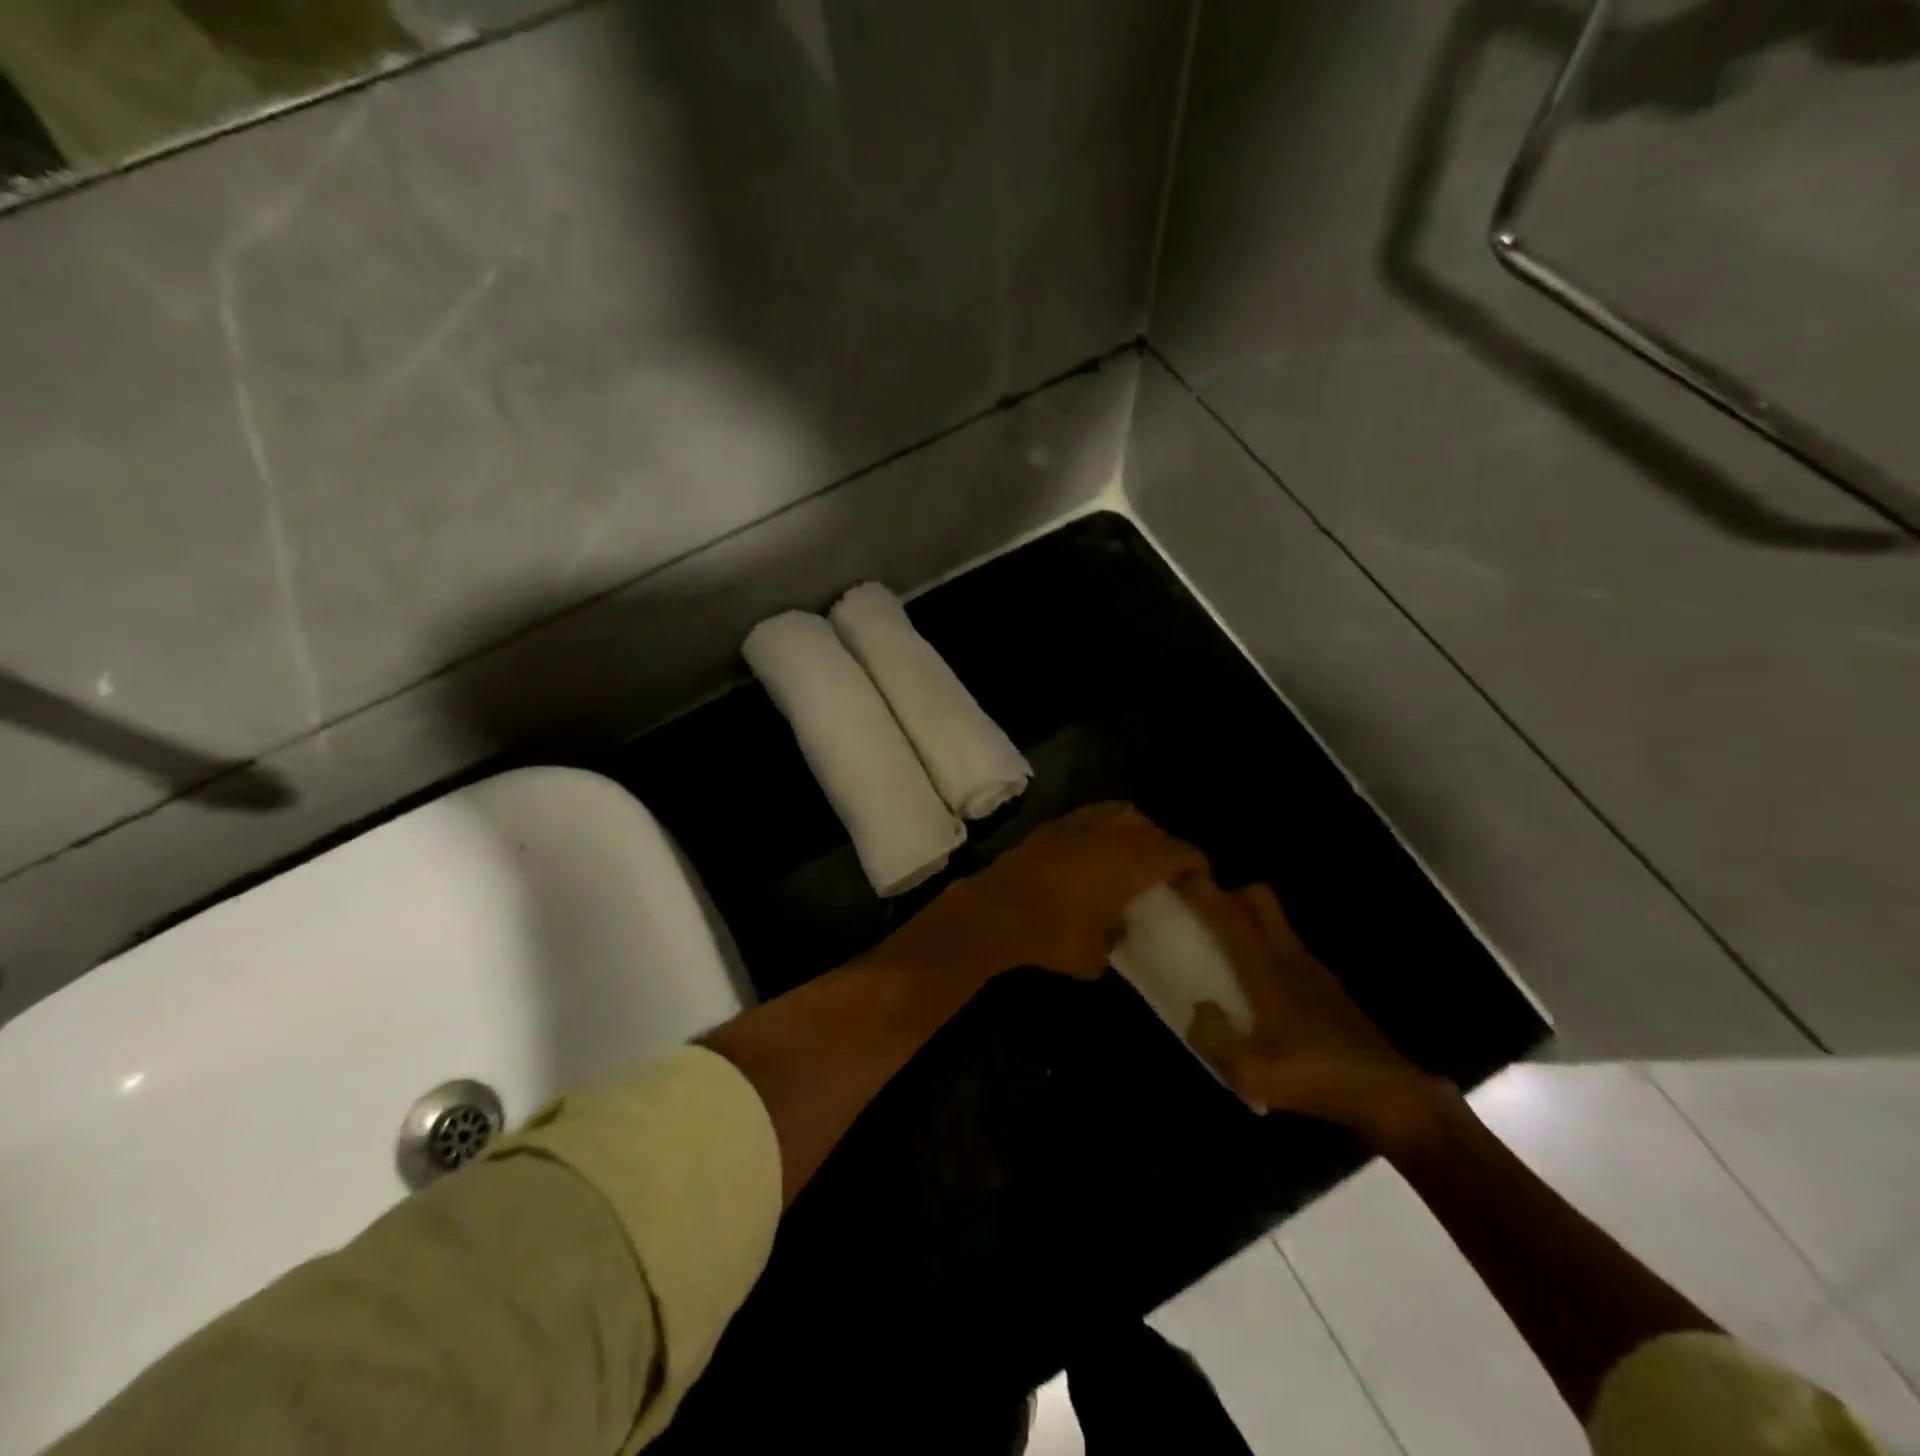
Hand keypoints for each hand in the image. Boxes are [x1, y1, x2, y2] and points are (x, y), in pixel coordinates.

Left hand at [893, 803, 1207, 982]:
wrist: (997, 911)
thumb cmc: (1054, 934)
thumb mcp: (1095, 955)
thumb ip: (1116, 939)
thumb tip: (1118, 929)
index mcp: (1135, 861)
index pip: (1180, 852)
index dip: (1195, 864)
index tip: (1199, 880)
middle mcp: (1114, 833)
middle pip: (1154, 830)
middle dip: (1166, 848)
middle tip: (1166, 873)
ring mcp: (1081, 823)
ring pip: (1124, 814)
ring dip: (1136, 831)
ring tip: (1134, 855)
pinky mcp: (1055, 824)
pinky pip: (1093, 815)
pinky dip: (1105, 826)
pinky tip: (1098, 848)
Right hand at [1179, 878, 1445, 1147]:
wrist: (1389, 1096)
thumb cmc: (1316, 1079)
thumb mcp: (1252, 1074)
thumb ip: (1213, 1038)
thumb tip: (1199, 1009)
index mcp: (1266, 969)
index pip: (1229, 914)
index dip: (1201, 890)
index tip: (1174, 876)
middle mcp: (1287, 955)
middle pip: (1258, 898)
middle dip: (1227, 893)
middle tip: (1200, 914)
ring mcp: (1311, 967)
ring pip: (1274, 920)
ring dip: (1246, 917)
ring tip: (1221, 945)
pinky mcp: (1326, 984)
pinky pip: (1286, 945)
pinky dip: (1265, 944)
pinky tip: (1256, 983)